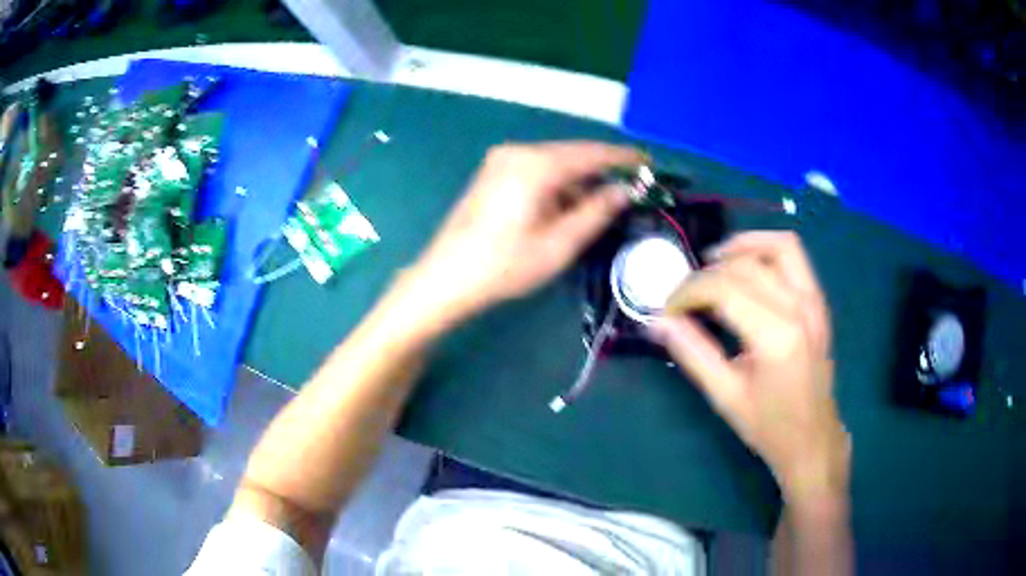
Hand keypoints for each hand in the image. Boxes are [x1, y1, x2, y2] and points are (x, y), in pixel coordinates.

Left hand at [408, 141, 644, 322]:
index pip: (591, 153)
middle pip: (572, 154)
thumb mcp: (559, 244)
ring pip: (554, 163)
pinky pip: (537, 170)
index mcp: (536, 165)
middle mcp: (518, 152)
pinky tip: (568, 206)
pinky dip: (558, 185)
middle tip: (631, 188)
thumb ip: (596, 212)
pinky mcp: (493, 173)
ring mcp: (501, 160)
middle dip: (602, 171)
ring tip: (603, 204)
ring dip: (579, 181)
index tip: (649, 163)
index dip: (623, 157)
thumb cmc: (504, 266)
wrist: (445, 278)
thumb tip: (624, 191)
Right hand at [650, 231, 849, 506]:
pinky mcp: (818, 301)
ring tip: (712, 262)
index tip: (666, 310)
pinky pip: (794, 256)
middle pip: (745, 267)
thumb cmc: (769, 426)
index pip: (724, 289)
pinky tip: (745, 265)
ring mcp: (814, 301)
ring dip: (741, 246)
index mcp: (777, 336)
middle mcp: (799, 308)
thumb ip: (692, 353)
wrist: (813, 439)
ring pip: (777, 247)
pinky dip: (766, 249)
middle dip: (705, 275)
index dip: (688, 292)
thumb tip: (657, 322)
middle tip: (682, 298)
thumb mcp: (725, 395)